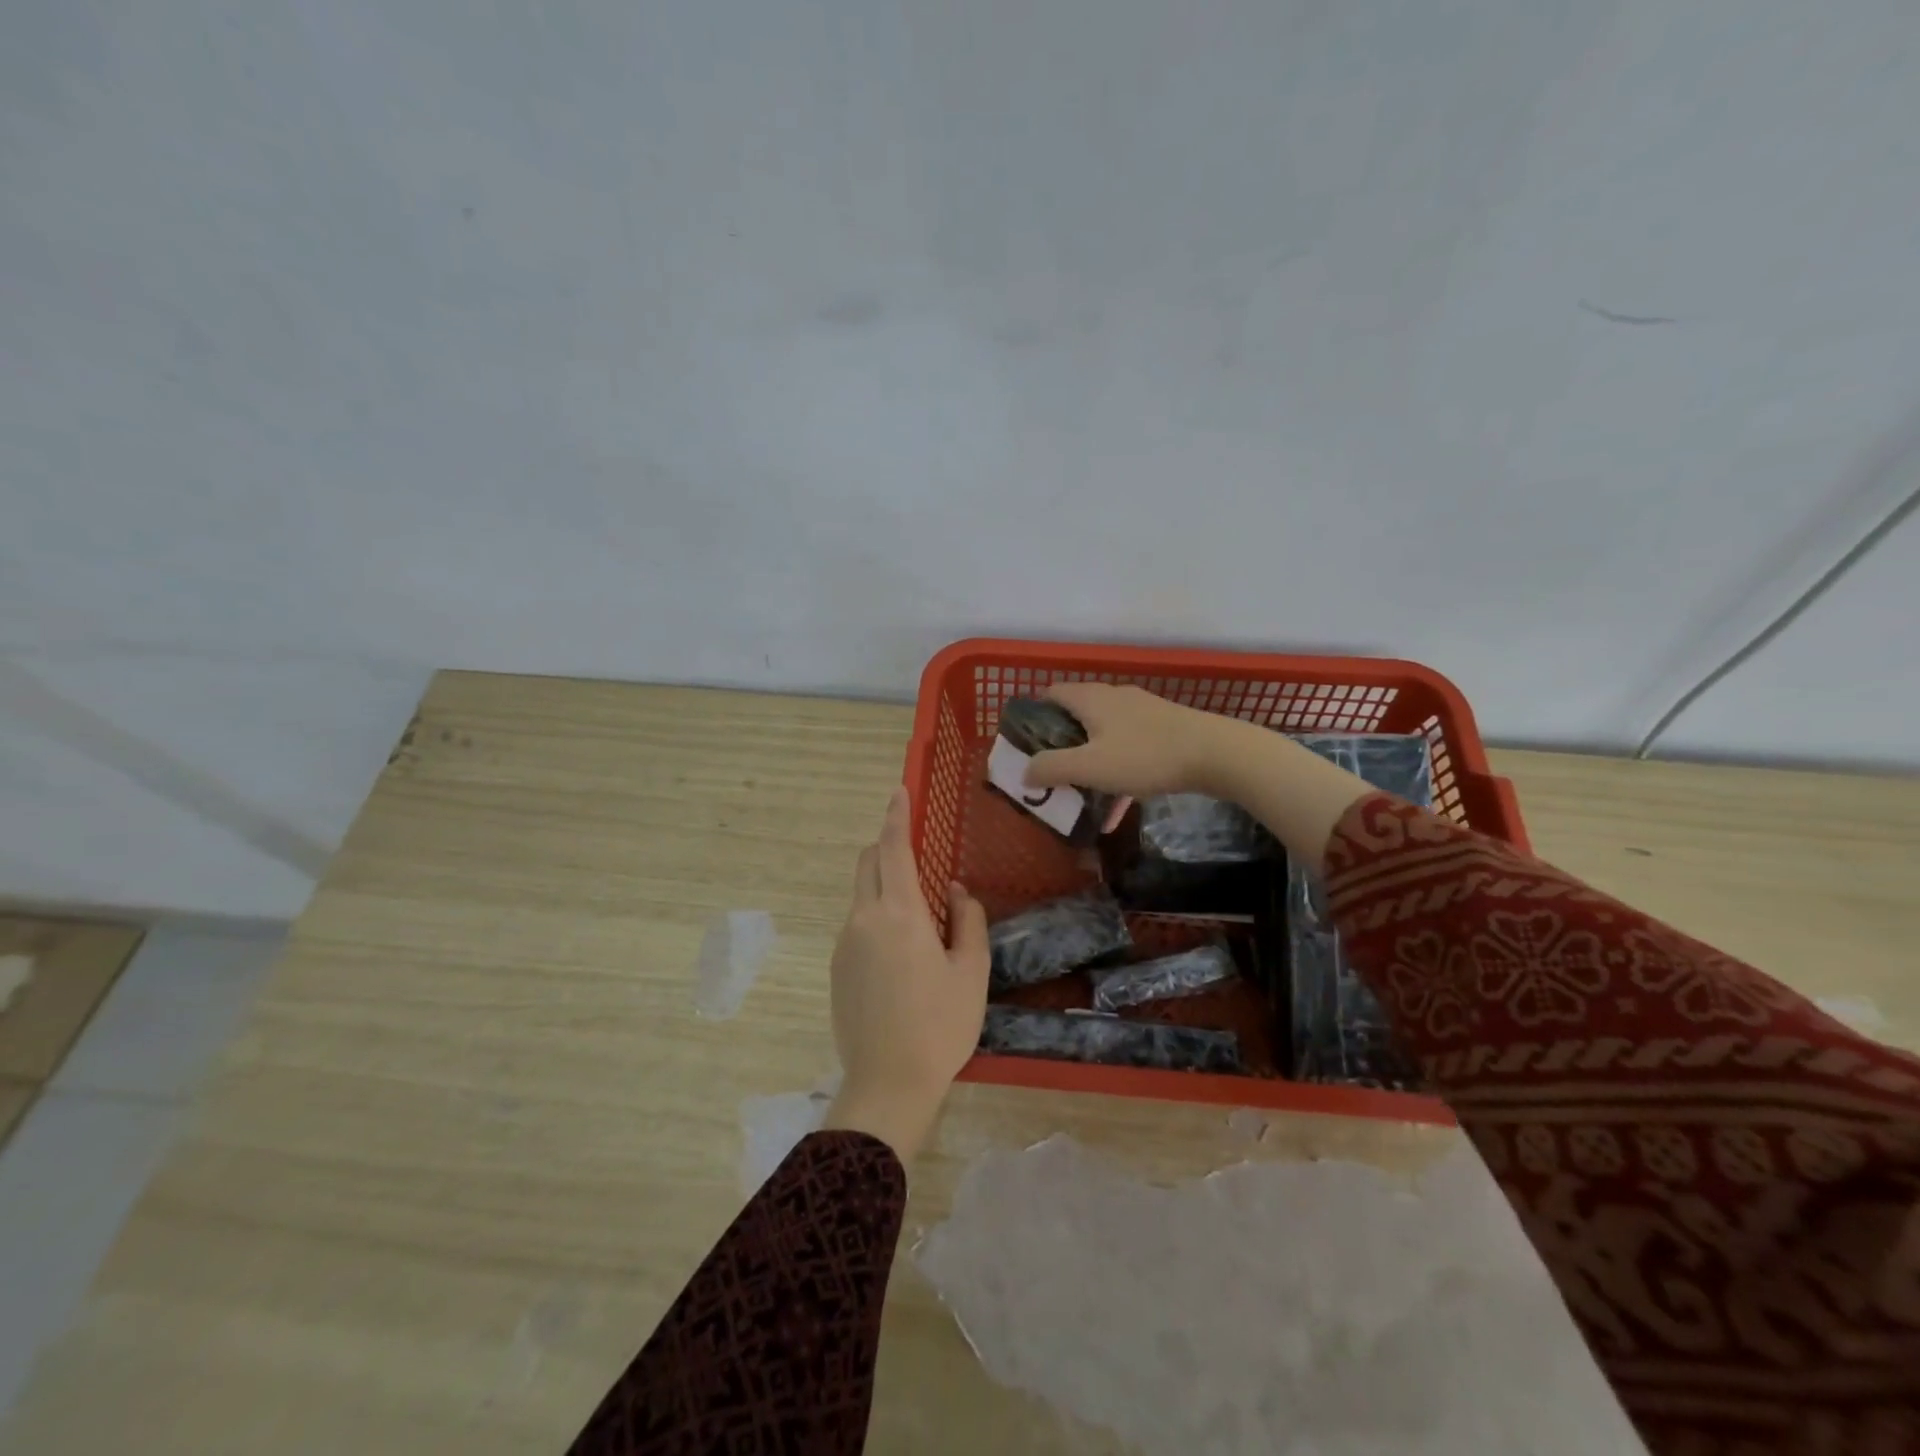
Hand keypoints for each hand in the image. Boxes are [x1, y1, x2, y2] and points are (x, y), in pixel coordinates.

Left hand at [822, 786, 989, 1163]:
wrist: (888, 1083)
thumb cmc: (940, 1026)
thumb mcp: (971, 972)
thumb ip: (966, 921)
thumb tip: (953, 891)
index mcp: (900, 915)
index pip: (894, 849)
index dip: (897, 816)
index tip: (899, 791)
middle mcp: (864, 919)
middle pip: (868, 863)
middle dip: (887, 846)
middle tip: (917, 857)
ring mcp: (845, 943)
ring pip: (861, 894)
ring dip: (884, 886)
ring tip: (919, 920)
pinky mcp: (837, 967)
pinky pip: (857, 924)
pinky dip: (876, 916)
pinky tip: (901, 956)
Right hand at [1022, 682, 1228, 800]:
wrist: (1215, 753)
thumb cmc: (1144, 756)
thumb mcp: (1090, 767)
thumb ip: (1052, 768)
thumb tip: (1025, 773)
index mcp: (1090, 698)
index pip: (1051, 693)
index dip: (1034, 715)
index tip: (1026, 744)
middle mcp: (1113, 696)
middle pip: (1076, 714)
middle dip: (1060, 742)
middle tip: (1050, 771)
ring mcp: (1141, 711)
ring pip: (1103, 733)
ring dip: (1089, 758)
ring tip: (1081, 789)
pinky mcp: (1162, 727)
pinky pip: (1127, 747)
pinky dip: (1116, 768)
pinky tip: (1119, 802)